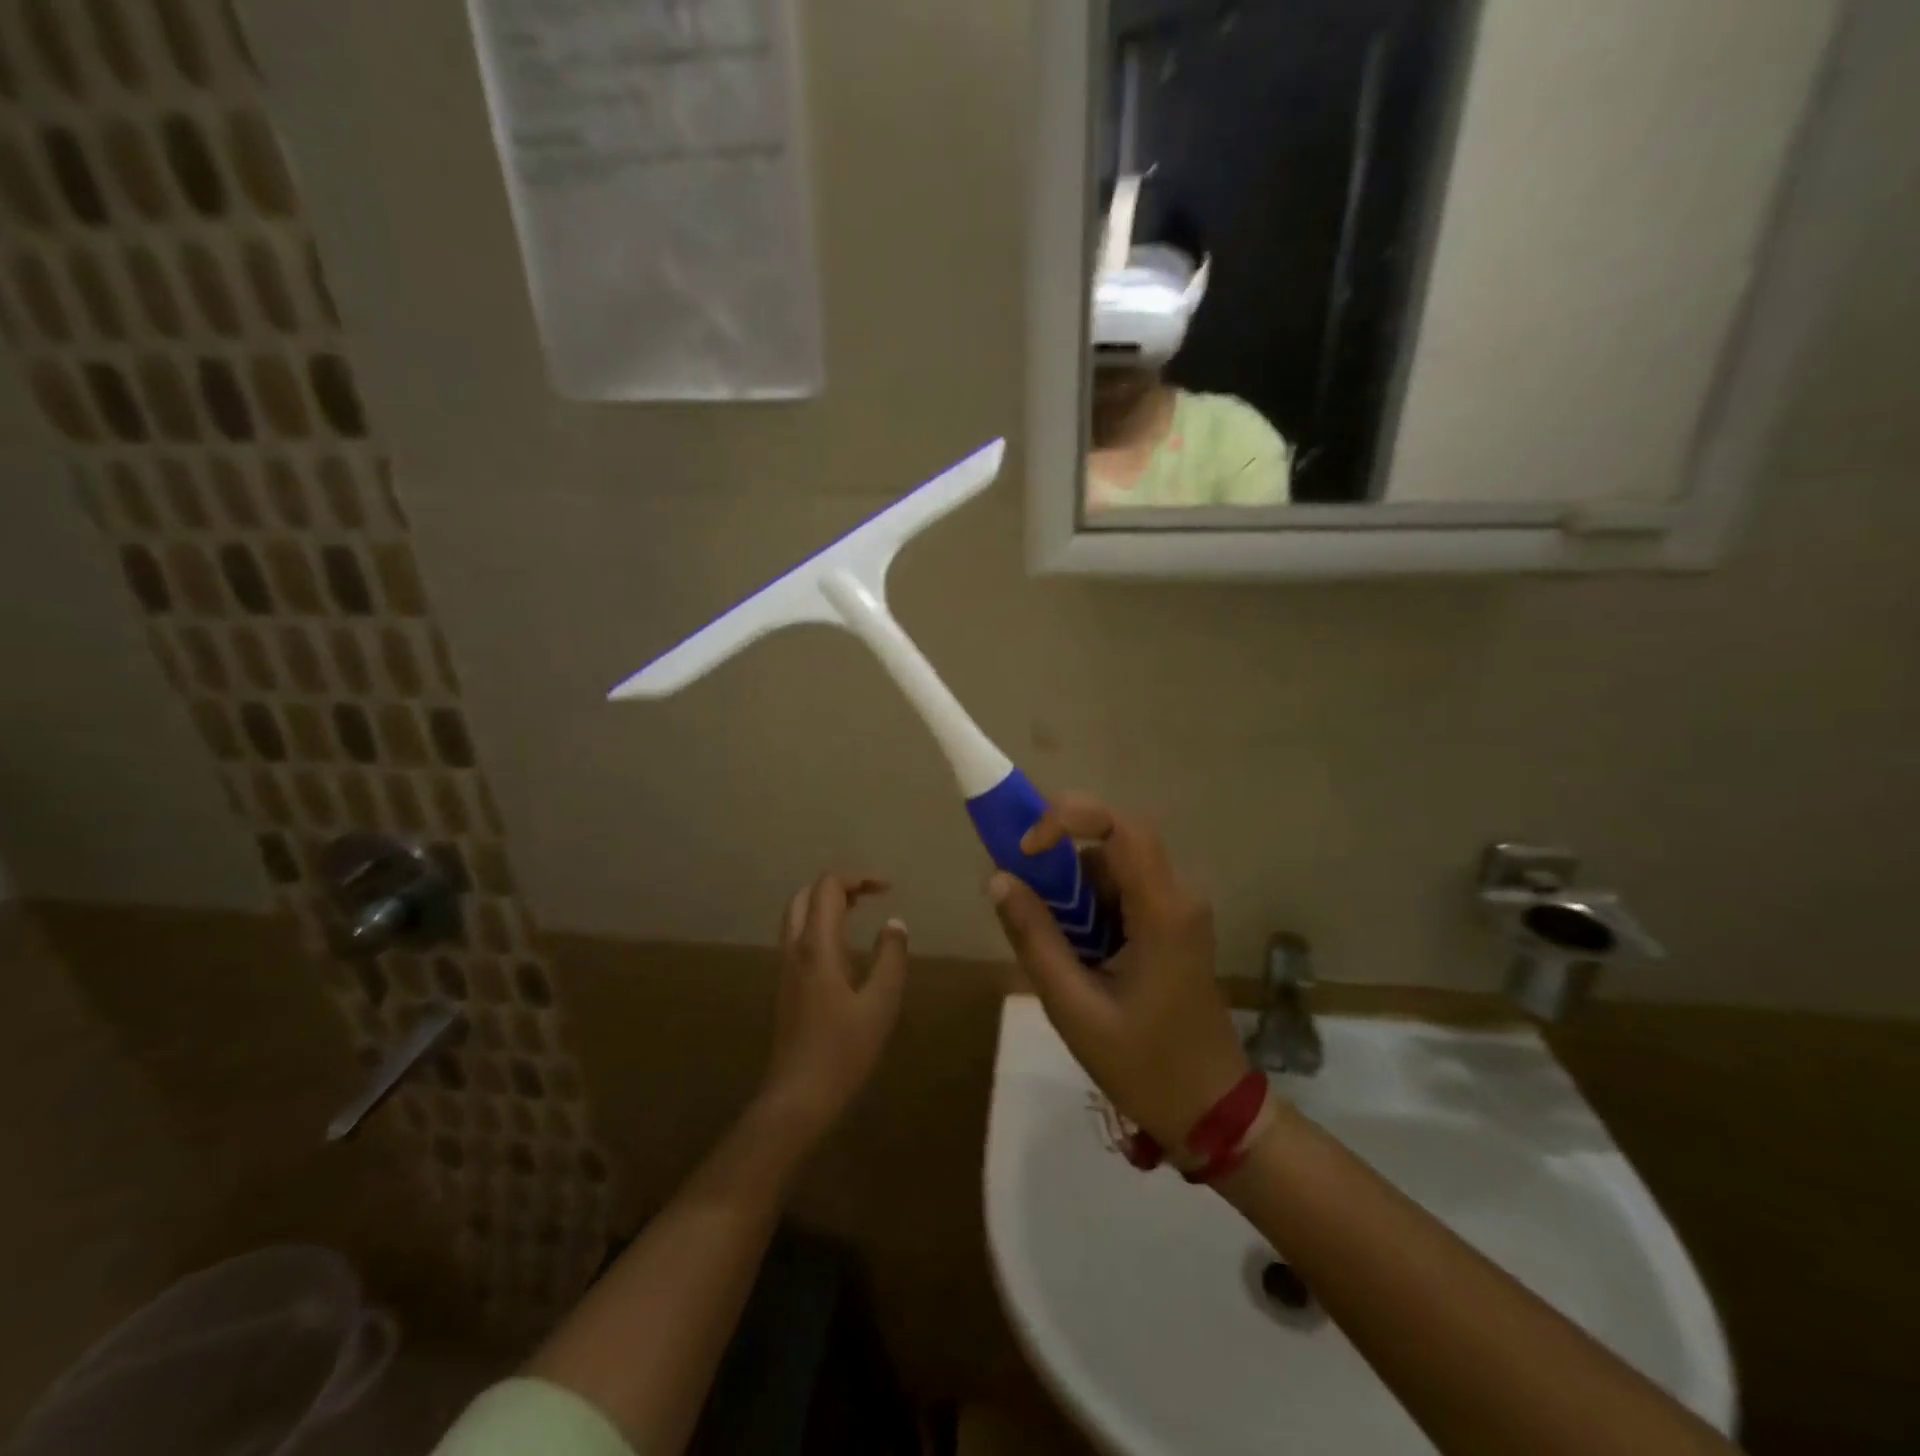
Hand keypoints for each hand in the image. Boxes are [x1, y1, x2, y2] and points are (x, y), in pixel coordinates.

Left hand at [758, 874, 909, 1145]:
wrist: (798, 1097)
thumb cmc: (843, 1050)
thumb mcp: (881, 1003)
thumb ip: (891, 957)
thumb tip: (894, 923)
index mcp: (817, 946)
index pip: (827, 888)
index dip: (857, 879)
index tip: (886, 890)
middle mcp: (795, 949)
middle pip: (804, 895)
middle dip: (836, 887)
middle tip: (868, 897)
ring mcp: (785, 968)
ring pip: (797, 916)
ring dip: (824, 905)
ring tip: (858, 914)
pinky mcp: (785, 986)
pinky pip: (797, 938)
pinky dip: (818, 925)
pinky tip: (843, 949)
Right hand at [987, 795, 1249, 1148]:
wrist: (1210, 1110)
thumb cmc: (1144, 1065)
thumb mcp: (1074, 1007)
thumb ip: (1035, 939)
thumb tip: (999, 879)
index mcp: (1163, 910)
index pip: (1119, 826)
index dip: (1066, 819)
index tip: (1025, 852)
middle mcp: (1178, 896)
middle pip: (1113, 843)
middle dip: (1062, 863)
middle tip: (1026, 900)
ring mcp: (1179, 909)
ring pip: (1113, 868)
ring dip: (1074, 892)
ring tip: (1057, 948)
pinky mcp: (1172, 924)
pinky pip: (1122, 892)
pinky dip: (1090, 909)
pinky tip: (1079, 956)